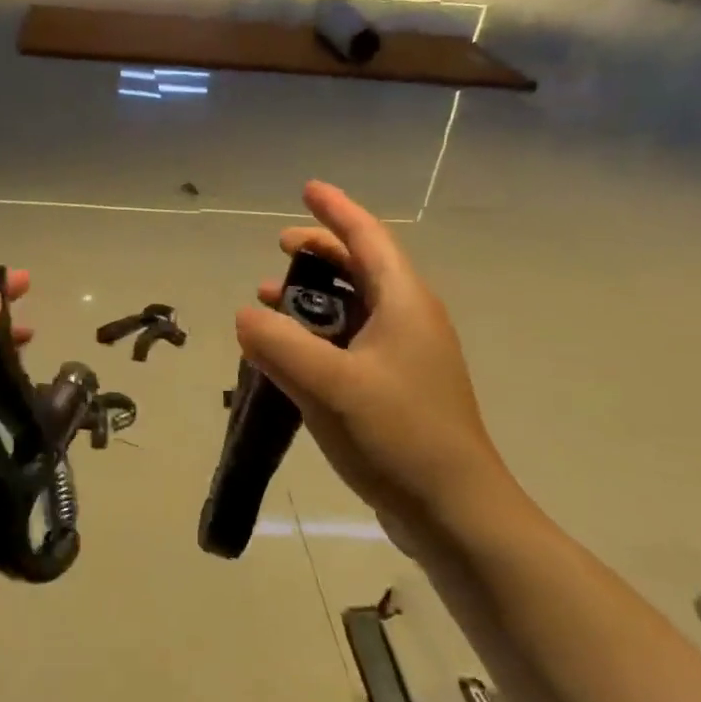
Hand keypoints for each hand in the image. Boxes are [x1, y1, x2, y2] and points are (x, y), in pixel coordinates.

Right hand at [235, 182, 517, 543]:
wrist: (455, 512)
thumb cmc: (397, 435)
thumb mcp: (328, 385)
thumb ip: (279, 345)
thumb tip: (246, 316)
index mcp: (403, 303)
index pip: (368, 238)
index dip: (336, 210)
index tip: (307, 189)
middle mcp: (409, 320)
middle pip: (361, 267)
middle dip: (319, 251)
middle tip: (277, 247)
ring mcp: (406, 357)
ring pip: (354, 306)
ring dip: (313, 296)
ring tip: (269, 301)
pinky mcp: (397, 388)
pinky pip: (352, 342)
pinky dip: (319, 334)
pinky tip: (289, 355)